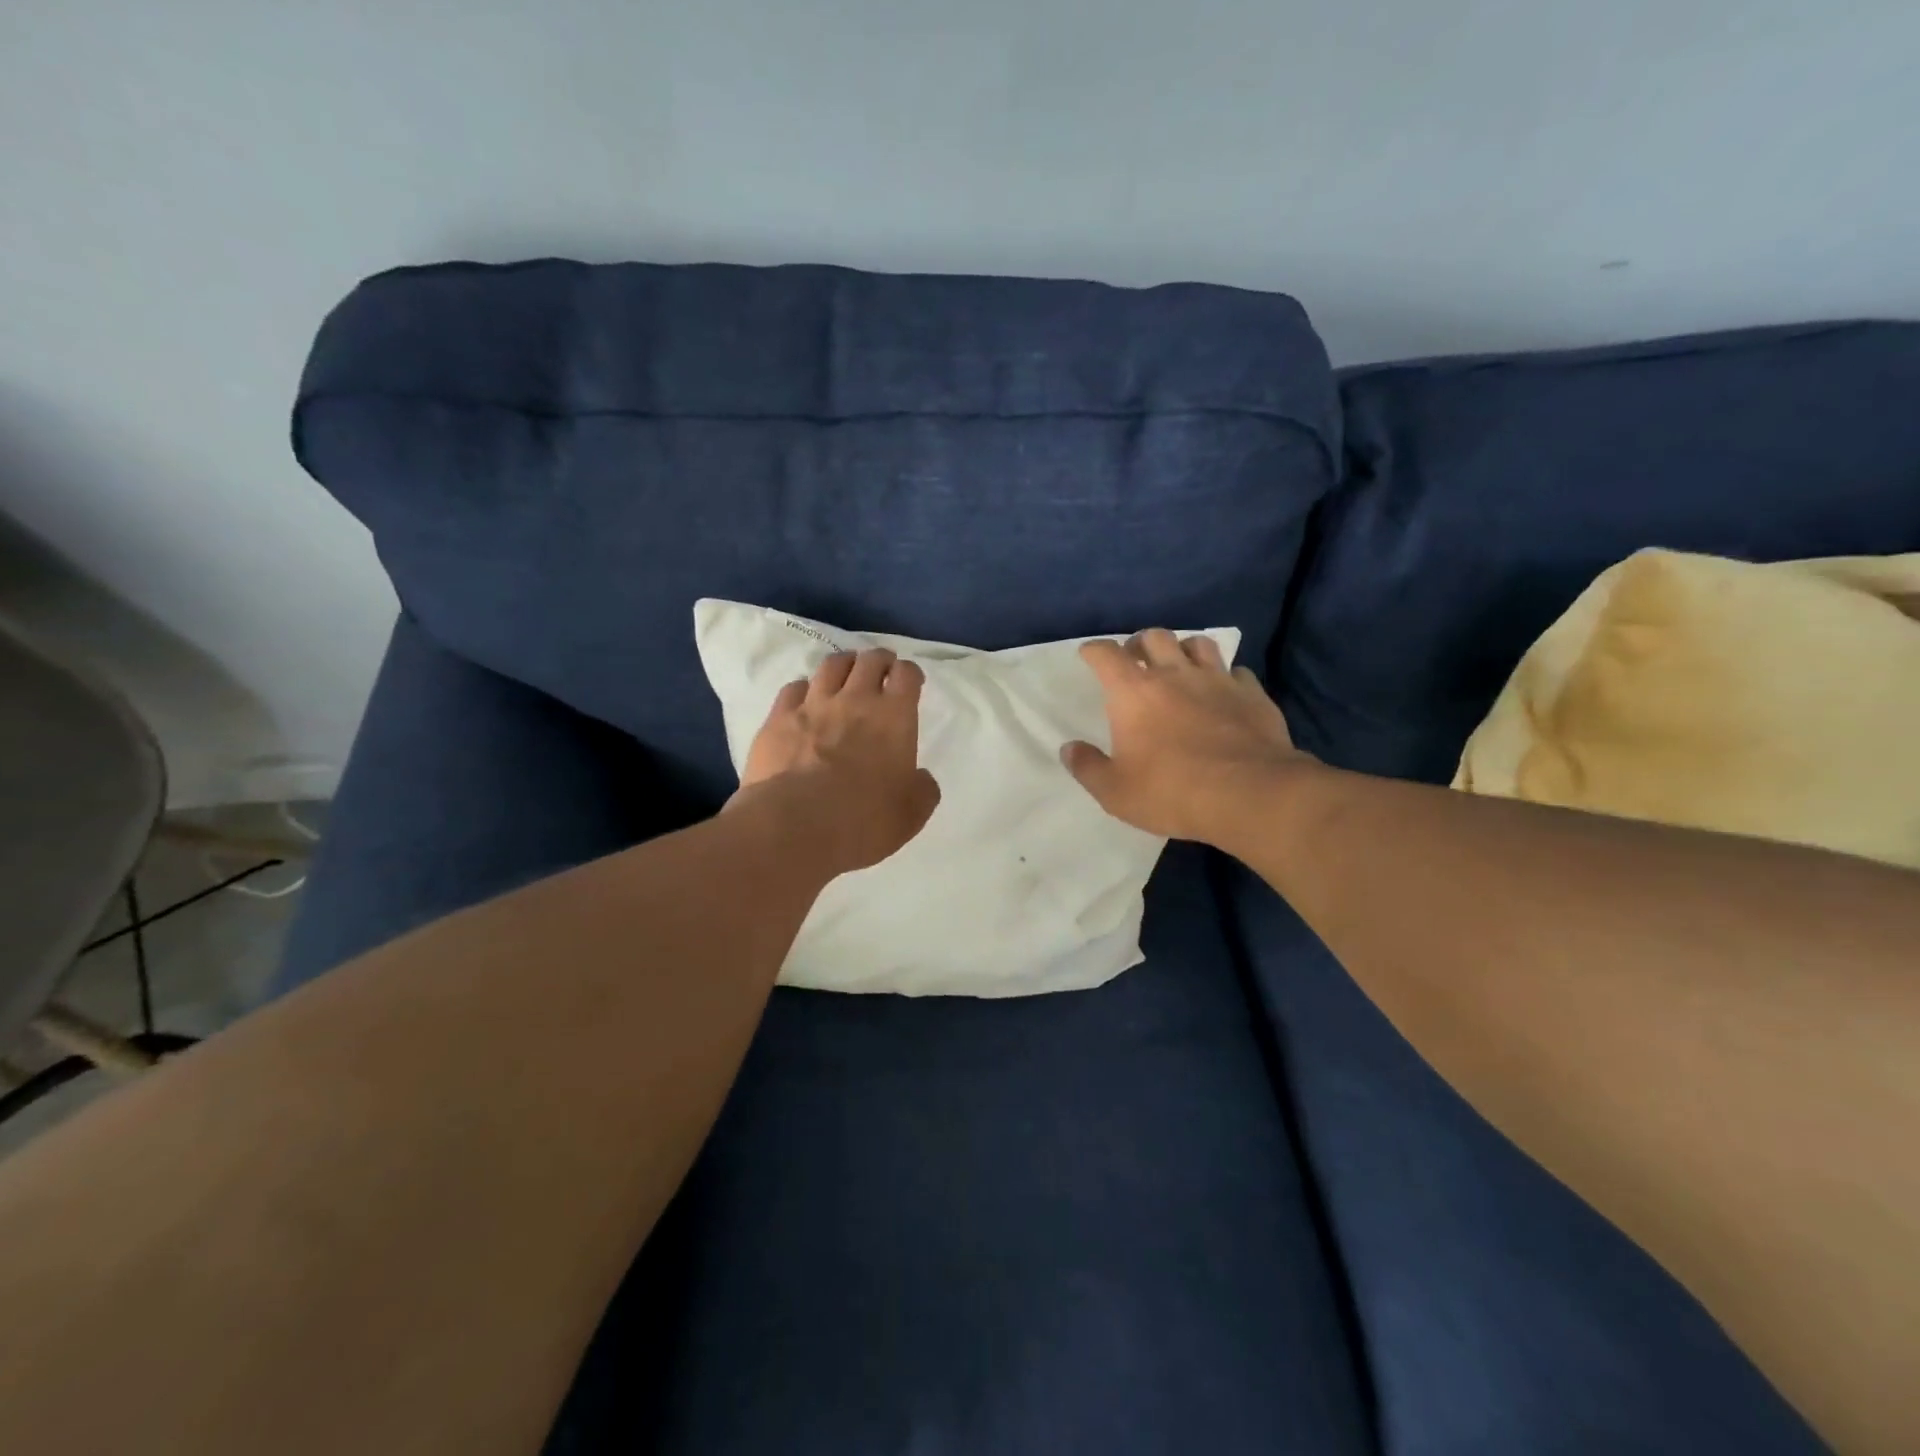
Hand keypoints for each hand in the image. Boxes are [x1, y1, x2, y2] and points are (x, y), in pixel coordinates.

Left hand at [734, 647, 940, 872]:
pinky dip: (804, 689)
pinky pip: (793, 688)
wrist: (796, 826)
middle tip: (881, 670)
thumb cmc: (864, 820)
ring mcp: (813, 705)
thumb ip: (922, 789)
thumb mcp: (912, 813)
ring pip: (831, 666)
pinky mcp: (778, 719)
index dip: (910, 673)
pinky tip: (805, 699)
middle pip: (869, 661)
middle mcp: (855, 700)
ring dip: (844, 665)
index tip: (910, 681)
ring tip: (845, 673)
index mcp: (894, 717)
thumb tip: (919, 778)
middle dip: (879, 660)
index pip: (907, 675)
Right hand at [1061, 629, 1311, 843]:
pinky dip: (1225, 677)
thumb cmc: (1171, 792)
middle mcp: (1174, 675)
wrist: (1248, 795)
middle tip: (1136, 660)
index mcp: (1133, 693)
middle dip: (1140, 643)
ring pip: (1198, 643)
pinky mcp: (1252, 694)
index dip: (1093, 650)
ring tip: (1180, 666)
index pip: (1106, 654)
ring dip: (1184, 650)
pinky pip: (1236, 672)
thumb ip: (1088, 767)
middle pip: (1155, 636)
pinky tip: (1224, 692)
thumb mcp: (1115, 792)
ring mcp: (1217, 681)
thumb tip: (1069, 749)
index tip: (1089, 655)